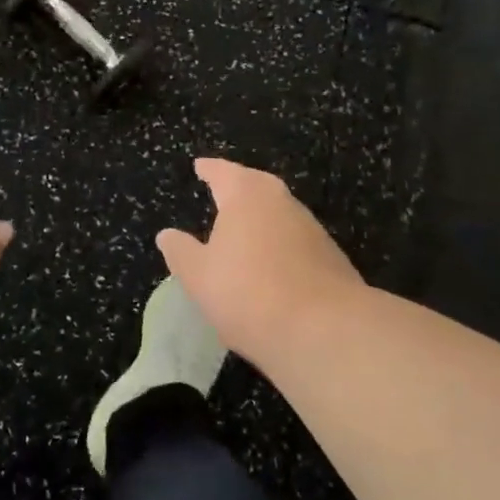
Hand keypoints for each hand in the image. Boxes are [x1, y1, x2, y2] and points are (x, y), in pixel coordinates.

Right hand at [156, 158, 365, 361]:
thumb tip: (168, 234)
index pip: (223, 172)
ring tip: (243, 230)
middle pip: (256, 186)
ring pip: (279, 213)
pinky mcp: (332, 258)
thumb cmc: (248, 293)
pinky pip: (296, 241)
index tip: (200, 166)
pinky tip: (271, 265)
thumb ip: (181, 251)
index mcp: (246, 195)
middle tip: (222, 191)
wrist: (326, 332)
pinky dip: (279, 245)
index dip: (209, 170)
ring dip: (261, 218)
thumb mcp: (198, 276)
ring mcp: (312, 229)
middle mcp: (282, 202)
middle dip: (239, 188)